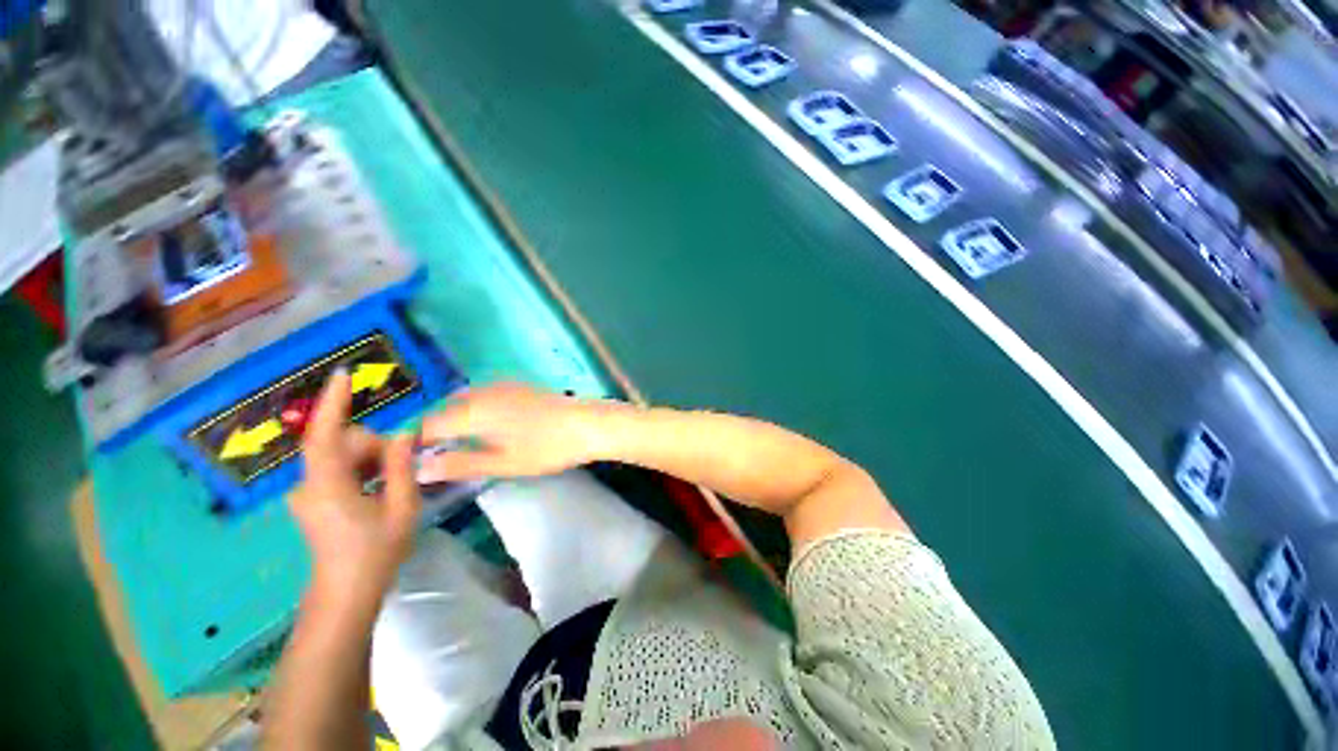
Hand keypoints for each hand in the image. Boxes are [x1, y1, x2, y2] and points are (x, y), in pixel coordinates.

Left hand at [289, 371, 420, 604]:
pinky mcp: (313, 499)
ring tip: (393, 483)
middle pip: (342, 443)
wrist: (346, 593)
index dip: (332, 403)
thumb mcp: (401, 508)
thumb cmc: (375, 552)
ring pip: (343, 455)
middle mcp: (309, 484)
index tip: (343, 374)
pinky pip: (339, 468)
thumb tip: (403, 433)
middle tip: (402, 467)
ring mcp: (308, 492)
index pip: (324, 435)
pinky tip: (379, 487)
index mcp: (327, 486)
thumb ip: (400, 466)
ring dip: (372, 459)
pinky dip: (363, 469)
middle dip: (375, 447)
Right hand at [417, 382, 612, 481]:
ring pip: (463, 402)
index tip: (411, 463)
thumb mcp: (503, 462)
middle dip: (434, 432)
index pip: (428, 424)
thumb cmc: (546, 447)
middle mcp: (481, 392)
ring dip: (454, 421)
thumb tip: (419, 470)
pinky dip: (474, 412)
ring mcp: (501, 386)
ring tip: (456, 447)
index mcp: (472, 410)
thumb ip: (460, 464)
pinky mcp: (517, 386)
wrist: (587, 423)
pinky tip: (483, 428)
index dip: (415, 443)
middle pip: (444, 410)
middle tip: (433, 459)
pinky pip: (482, 397)